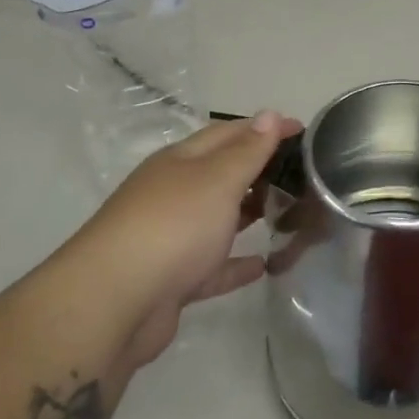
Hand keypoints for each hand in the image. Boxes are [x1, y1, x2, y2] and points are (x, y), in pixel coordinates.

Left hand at [58, 111, 299, 376]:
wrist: (114, 303)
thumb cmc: (173, 227)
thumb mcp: (216, 180)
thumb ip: (246, 151)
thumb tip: (268, 115)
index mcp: (180, 163)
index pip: (228, 133)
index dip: (264, 128)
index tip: (303, 130)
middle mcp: (173, 194)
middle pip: (222, 174)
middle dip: (259, 168)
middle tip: (303, 173)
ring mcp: (172, 238)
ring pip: (218, 218)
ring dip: (250, 213)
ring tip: (289, 212)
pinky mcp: (174, 279)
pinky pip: (214, 265)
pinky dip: (237, 263)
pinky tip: (264, 265)